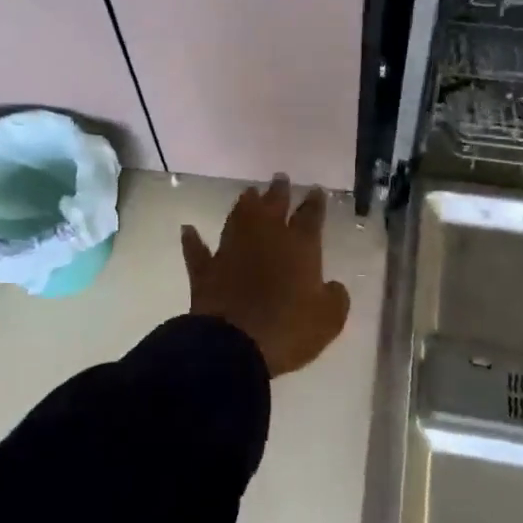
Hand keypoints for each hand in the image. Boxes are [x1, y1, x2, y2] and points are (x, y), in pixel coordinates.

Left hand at [181, 177, 352, 377]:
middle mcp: (264, 239)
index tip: (316, 189)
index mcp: (299, 247)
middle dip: (278, 191)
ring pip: (237, 218)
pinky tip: (188, 229)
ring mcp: (231, 251)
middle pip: (272, 206)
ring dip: (243, 204)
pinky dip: (192, 240)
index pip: (310, 216)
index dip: (314, 202)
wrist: (235, 345)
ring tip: (249, 192)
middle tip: (280, 178)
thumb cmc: (290, 330)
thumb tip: (333, 287)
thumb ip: (335, 298)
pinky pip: (197, 251)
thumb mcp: (329, 320)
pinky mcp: (206, 270)